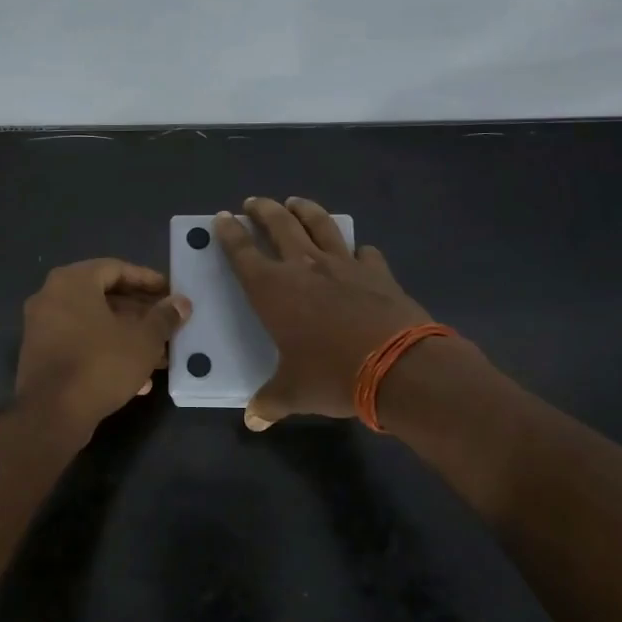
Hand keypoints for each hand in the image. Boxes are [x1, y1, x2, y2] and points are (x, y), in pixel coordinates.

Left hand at [15, 259, 190, 431]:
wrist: (51, 414)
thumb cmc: (100, 365)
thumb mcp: (143, 340)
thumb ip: (164, 318)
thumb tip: (181, 303)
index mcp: (72, 281)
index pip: (116, 268)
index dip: (147, 280)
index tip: (170, 292)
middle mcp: (51, 297)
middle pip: (104, 297)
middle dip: (140, 314)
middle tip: (167, 326)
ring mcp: (42, 327)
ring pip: (94, 324)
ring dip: (127, 337)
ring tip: (159, 357)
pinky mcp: (40, 355)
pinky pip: (80, 344)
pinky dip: (106, 353)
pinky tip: (136, 380)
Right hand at [214, 197, 440, 429]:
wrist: (399, 367)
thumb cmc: (333, 376)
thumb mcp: (294, 393)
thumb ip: (270, 402)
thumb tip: (253, 419)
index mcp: (273, 290)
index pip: (242, 253)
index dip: (229, 234)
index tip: (222, 218)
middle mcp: (305, 267)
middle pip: (279, 224)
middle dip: (263, 210)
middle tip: (253, 202)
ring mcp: (344, 265)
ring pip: (320, 225)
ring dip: (305, 210)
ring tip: (296, 203)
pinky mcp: (378, 272)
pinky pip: (364, 252)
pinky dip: (357, 249)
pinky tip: (358, 252)